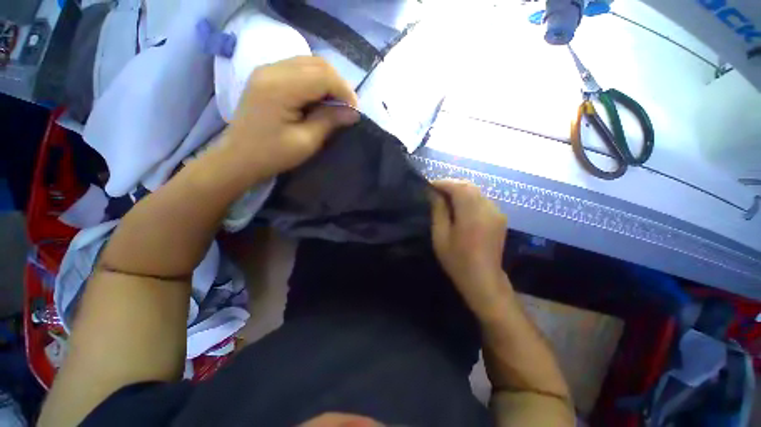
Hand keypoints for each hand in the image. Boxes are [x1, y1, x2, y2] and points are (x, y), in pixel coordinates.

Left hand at [221, 56, 359, 184]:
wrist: (239, 156)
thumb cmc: (273, 154)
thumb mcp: (306, 141)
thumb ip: (330, 121)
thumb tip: (353, 112)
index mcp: (281, 88)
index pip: (323, 75)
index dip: (344, 90)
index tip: (354, 110)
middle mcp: (272, 70)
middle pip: (317, 64)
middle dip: (338, 84)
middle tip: (347, 107)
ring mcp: (267, 70)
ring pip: (309, 63)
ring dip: (327, 81)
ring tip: (335, 103)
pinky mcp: (267, 75)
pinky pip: (298, 68)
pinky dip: (315, 80)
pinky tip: (319, 98)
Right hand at [430, 180, 510, 308]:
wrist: (484, 279)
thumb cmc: (457, 260)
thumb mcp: (440, 236)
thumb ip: (438, 211)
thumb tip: (434, 194)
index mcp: (471, 214)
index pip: (458, 187)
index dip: (442, 183)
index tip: (429, 185)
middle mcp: (487, 208)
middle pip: (468, 186)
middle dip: (451, 184)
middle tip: (436, 190)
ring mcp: (496, 212)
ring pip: (476, 191)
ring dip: (460, 189)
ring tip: (445, 196)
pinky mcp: (499, 217)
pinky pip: (482, 199)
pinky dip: (469, 197)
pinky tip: (460, 205)